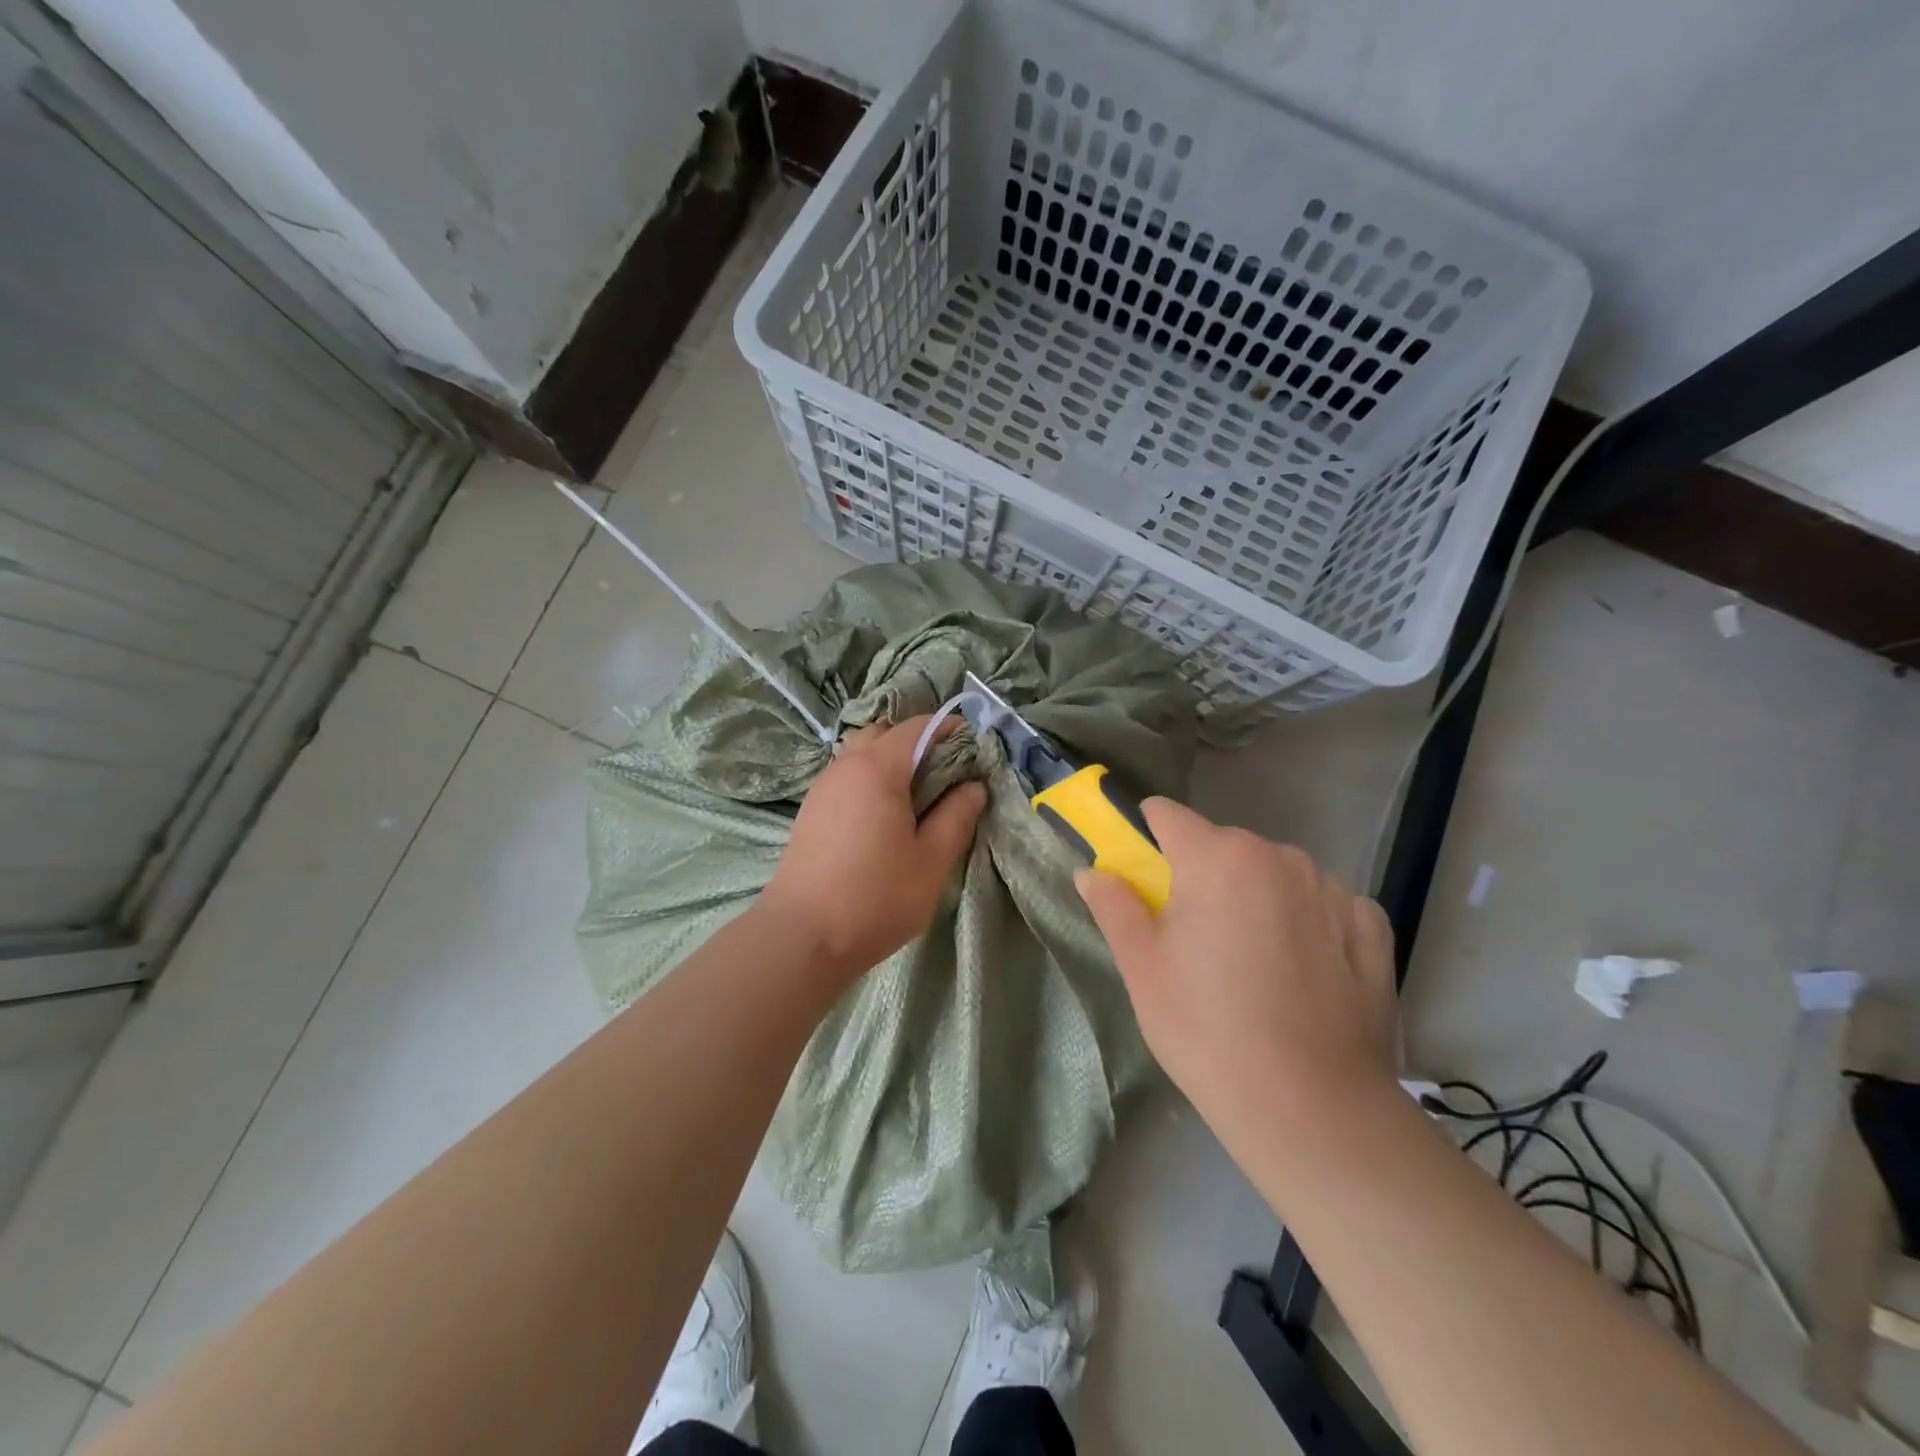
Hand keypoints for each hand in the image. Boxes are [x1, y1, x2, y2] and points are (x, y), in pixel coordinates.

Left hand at [760, 716, 986, 977]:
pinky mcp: (810, 811)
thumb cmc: (875, 896)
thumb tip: (974, 787)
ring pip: (861, 754)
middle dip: (917, 742)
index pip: (917, 726)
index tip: (973, 749)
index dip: (948, 729)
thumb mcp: (931, 861)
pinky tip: (883, 819)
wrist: (801, 937)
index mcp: (878, 769)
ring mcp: (822, 788)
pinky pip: (846, 777)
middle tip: (944, 776)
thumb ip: (956, 817)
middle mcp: (845, 766)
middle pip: (884, 733)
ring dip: (890, 762)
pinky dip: (870, 781)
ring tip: (917, 800)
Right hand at [1075, 799, 1397, 1138]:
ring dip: (1255, 896)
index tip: (1142, 876)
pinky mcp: (1370, 927)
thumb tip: (1091, 871)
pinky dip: (1305, 920)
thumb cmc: (1206, 1029)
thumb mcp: (1142, 967)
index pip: (1167, 815)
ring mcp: (1331, 889)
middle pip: (1223, 846)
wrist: (1311, 1109)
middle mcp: (1277, 856)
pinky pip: (1323, 903)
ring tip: (1252, 963)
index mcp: (1217, 857)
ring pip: (1273, 873)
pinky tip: (1302, 971)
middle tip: (1193, 938)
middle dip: (1202, 875)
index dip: (1146, 836)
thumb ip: (1114, 906)